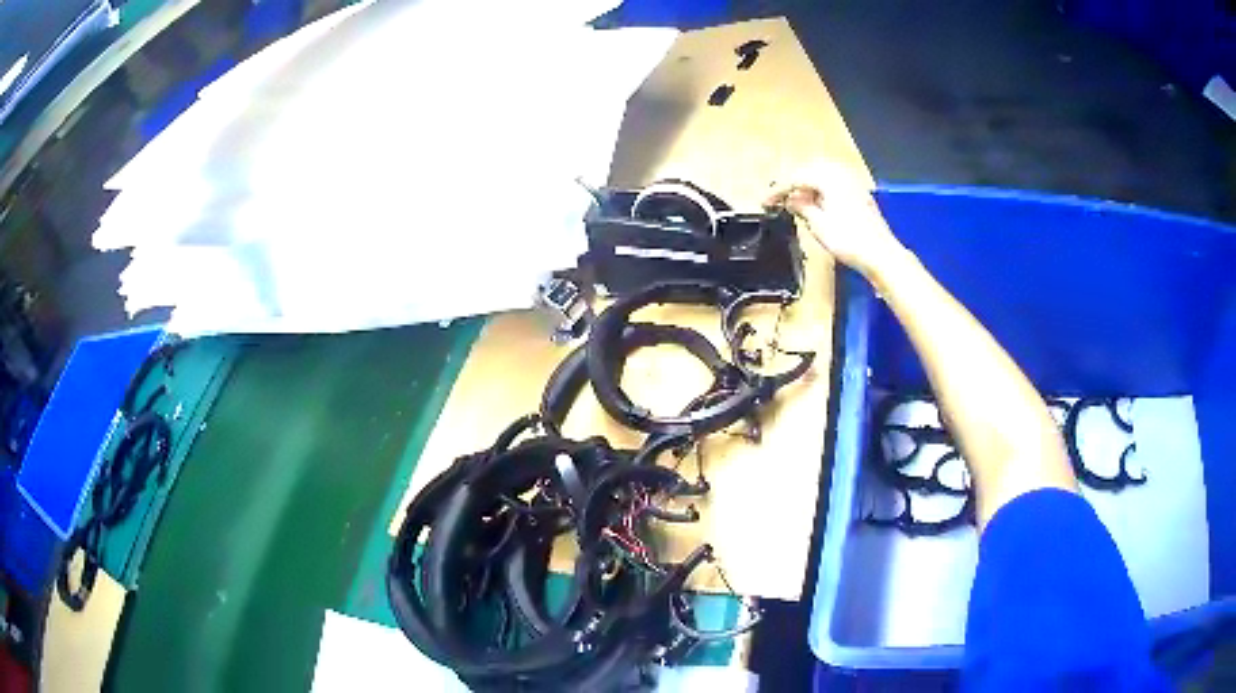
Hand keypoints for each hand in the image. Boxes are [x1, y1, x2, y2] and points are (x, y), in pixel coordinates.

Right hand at [765, 164, 904, 276]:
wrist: (881, 254)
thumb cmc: (850, 241)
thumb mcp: (818, 225)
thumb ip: (801, 207)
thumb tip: (791, 200)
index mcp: (829, 177)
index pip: (796, 177)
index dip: (778, 190)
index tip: (765, 201)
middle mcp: (841, 174)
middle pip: (809, 171)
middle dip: (793, 183)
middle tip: (779, 198)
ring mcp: (853, 183)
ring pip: (823, 176)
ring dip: (808, 186)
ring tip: (796, 202)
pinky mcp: (860, 194)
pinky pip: (835, 183)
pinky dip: (822, 190)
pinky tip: (818, 204)